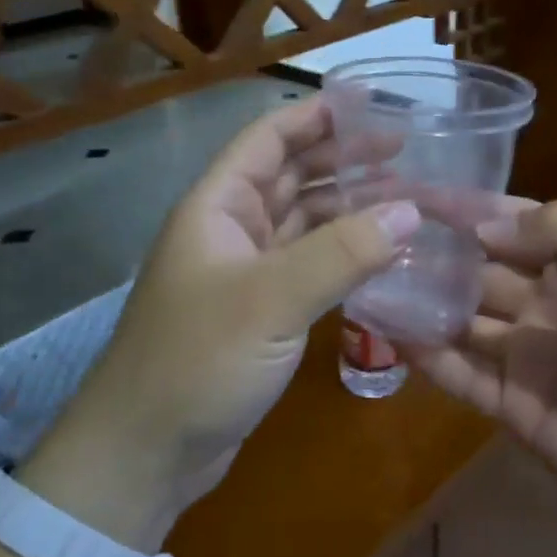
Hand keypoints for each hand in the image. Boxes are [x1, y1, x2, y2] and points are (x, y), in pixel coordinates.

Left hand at [43, 99, 421, 533]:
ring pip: (303, 223)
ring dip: (349, 209)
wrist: (146, 452)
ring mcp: (245, 273)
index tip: (372, 103)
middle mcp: (230, 229)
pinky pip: (308, 267)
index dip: (317, 116)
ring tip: (407, 201)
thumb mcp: (271, 300)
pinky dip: (343, 256)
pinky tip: (382, 256)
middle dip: (344, 160)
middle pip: (291, 177)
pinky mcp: (260, 313)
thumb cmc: (197, 360)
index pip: (269, 139)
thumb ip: (342, 253)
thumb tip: (410, 211)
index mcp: (218, 206)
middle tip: (407, 153)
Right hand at [404, 201, 556, 550]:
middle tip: (371, 236)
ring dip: (419, 301)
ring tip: (365, 279)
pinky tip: (386, 333)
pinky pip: (461, 376)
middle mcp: (549, 307)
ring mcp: (529, 360)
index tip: (412, 190)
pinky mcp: (515, 410)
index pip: (513, 224)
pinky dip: (425, 355)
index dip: (467, 208)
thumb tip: (483, 223)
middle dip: (432, 253)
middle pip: (478, 270)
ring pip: (460, 321)